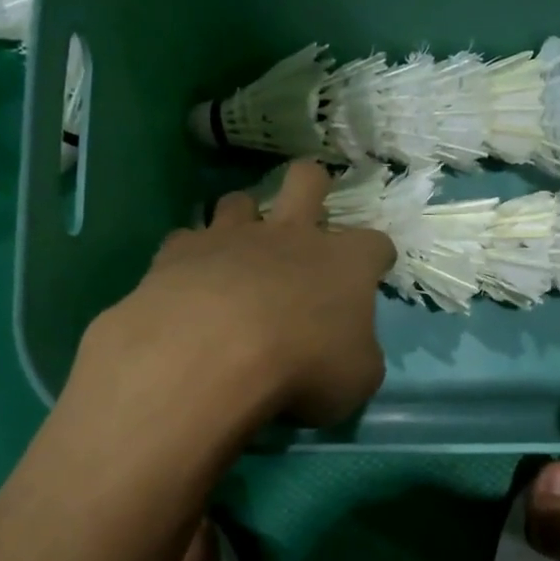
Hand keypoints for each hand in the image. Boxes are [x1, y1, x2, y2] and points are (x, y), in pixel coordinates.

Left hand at [84, 161, 395, 429]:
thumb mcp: (357, 379)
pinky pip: (187, 239)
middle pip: (308, 180)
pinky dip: (192, 256)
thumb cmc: (304, 367)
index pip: (375, 244)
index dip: (377, 256)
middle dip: (312, 185)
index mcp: (346, 263)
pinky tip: (189, 280)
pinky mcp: (182, 250)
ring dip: (242, 218)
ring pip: (239, 200)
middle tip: (307, 212)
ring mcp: (233, 236)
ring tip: (238, 248)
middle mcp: (292, 236)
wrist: (214, 353)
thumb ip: (358, 355)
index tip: (374, 271)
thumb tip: (351, 350)